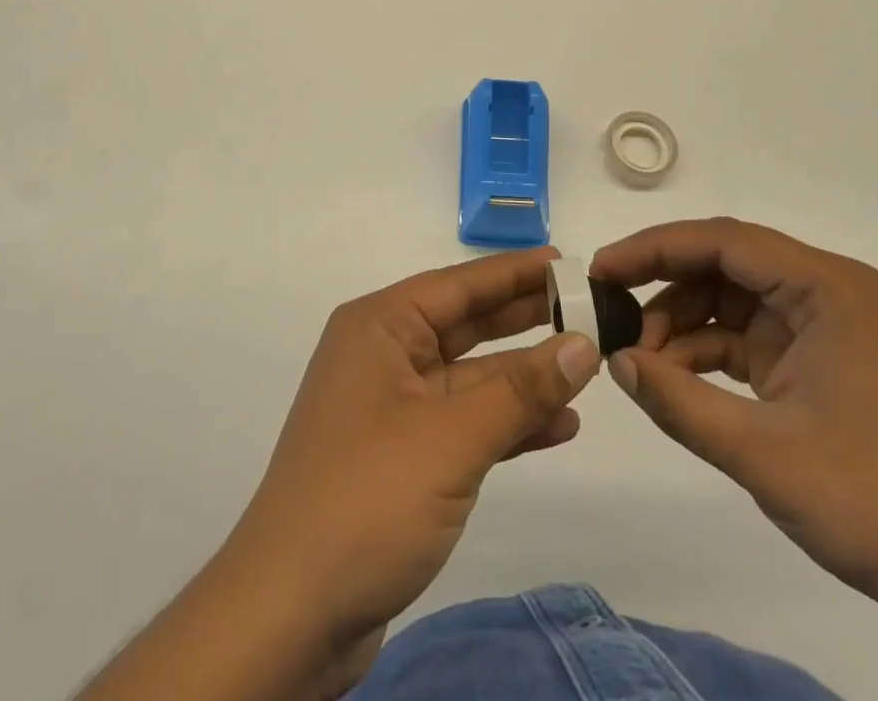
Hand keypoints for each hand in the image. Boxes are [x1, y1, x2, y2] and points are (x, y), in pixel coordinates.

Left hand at [228, 247, 600, 659]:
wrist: (291, 615)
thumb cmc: (368, 498)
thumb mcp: (451, 438)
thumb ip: (520, 390)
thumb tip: (583, 344)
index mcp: (380, 327)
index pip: (458, 284)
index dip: (514, 272)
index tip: (567, 263)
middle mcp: (384, 355)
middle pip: (465, 325)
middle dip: (524, 319)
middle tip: (586, 308)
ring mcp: (392, 408)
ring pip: (470, 377)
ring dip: (524, 377)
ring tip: (586, 366)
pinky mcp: (403, 457)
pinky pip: (464, 423)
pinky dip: (507, 423)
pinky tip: (559, 425)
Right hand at [591, 219, 877, 630]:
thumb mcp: (764, 454)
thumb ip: (679, 402)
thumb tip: (615, 361)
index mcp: (827, 288)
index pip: (724, 241)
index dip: (654, 248)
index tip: (601, 270)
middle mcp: (828, 292)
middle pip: (726, 264)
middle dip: (664, 286)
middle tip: (610, 311)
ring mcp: (827, 327)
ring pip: (732, 300)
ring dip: (682, 325)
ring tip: (640, 361)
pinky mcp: (822, 362)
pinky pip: (749, 337)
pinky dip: (708, 354)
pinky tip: (674, 381)